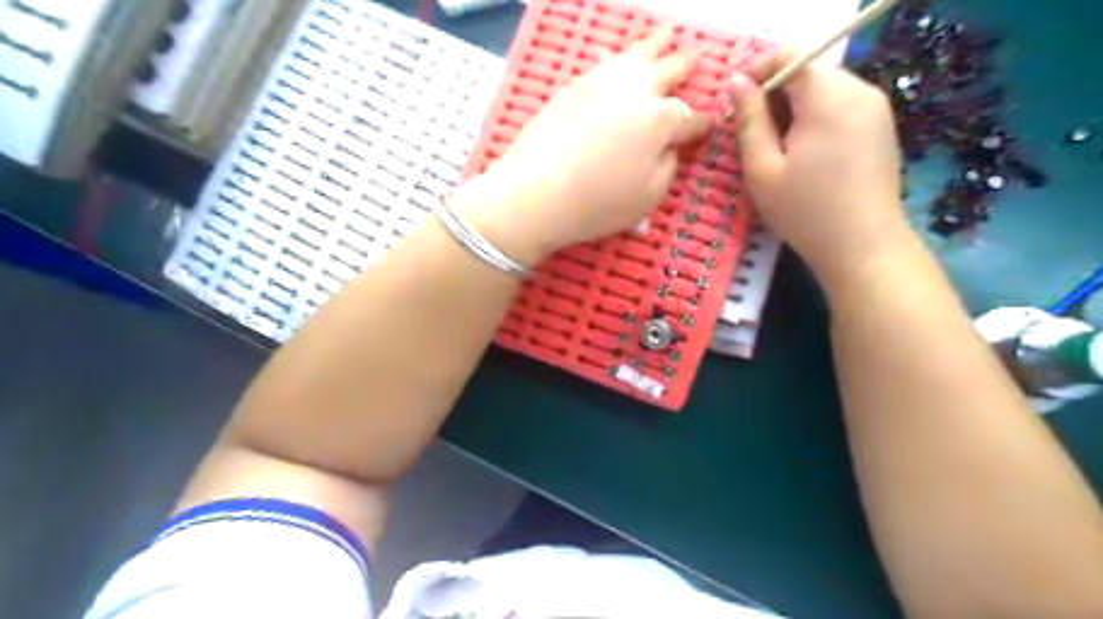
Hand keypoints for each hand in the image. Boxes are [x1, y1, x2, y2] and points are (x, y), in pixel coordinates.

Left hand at [451, 28, 710, 266]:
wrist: (535, 194)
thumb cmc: (597, 204)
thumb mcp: (648, 197)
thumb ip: (668, 166)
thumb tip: (669, 147)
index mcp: (661, 121)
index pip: (692, 119)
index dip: (703, 124)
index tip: (709, 125)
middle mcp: (636, 91)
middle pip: (668, 71)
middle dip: (684, 67)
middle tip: (694, 60)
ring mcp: (602, 83)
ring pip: (636, 54)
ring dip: (655, 45)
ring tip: (665, 37)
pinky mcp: (574, 86)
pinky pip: (604, 61)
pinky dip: (618, 56)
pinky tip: (618, 56)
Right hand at [730, 52, 914, 286]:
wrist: (862, 246)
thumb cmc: (805, 210)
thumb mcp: (762, 168)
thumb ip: (748, 120)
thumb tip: (736, 82)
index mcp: (828, 96)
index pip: (790, 55)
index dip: (758, 72)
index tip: (738, 106)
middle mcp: (859, 90)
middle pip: (808, 72)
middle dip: (775, 96)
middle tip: (754, 138)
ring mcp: (876, 108)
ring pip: (823, 91)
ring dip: (794, 110)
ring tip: (778, 152)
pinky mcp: (881, 126)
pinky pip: (840, 107)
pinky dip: (816, 120)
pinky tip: (806, 158)